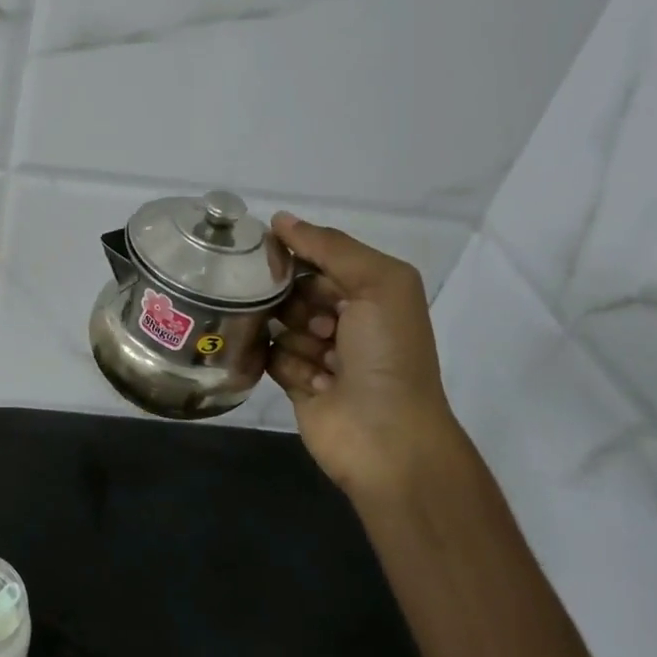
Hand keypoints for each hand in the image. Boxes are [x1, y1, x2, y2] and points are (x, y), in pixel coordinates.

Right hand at [265, 213, 466, 500]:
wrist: (387, 437)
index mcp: (370, 291)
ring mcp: (320, 353)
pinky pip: (271, 357)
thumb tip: (279, 219)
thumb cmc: (389, 354)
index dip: (297, 254)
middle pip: (294, 290)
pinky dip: (285, 364)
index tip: (268, 253)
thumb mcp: (378, 284)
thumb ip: (331, 246)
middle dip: (294, 299)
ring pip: (279, 323)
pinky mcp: (297, 383)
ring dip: (295, 336)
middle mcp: (345, 319)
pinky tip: (312, 381)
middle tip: (316, 321)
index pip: (320, 257)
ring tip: (320, 358)